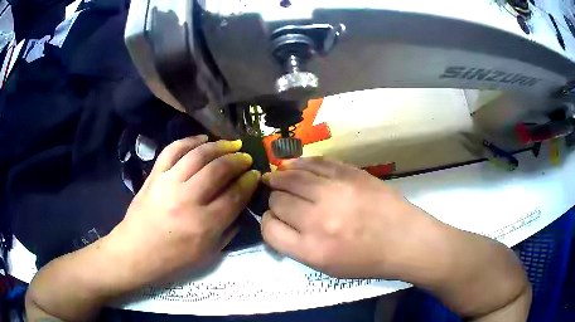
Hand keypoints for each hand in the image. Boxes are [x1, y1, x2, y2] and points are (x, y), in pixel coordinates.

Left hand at [102, 135, 260, 289]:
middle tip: (246, 157)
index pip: (234, 195)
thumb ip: (229, 228)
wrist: (136, 252)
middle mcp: (187, 199)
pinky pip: (173, 150)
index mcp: (204, 224)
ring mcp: (168, 183)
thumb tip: (242, 204)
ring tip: (230, 144)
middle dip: (238, 160)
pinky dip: (189, 141)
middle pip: (218, 170)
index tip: (256, 174)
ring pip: (198, 155)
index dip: (249, 181)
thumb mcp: (209, 253)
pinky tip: (202, 139)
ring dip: (218, 146)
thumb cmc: (174, 259)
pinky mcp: (154, 175)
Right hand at [261, 157, 432, 278]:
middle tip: (280, 199)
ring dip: (280, 177)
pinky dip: (299, 163)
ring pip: (291, 177)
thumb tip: (277, 220)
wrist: (404, 240)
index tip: (275, 219)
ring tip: (277, 177)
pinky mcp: (349, 174)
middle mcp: (318, 220)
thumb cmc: (366, 260)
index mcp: (311, 249)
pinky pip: (315, 162)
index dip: (267, 221)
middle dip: (274, 200)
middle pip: (278, 200)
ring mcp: (335, 192)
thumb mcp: (326, 267)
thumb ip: (296, 245)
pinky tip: (292, 165)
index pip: (269, 229)